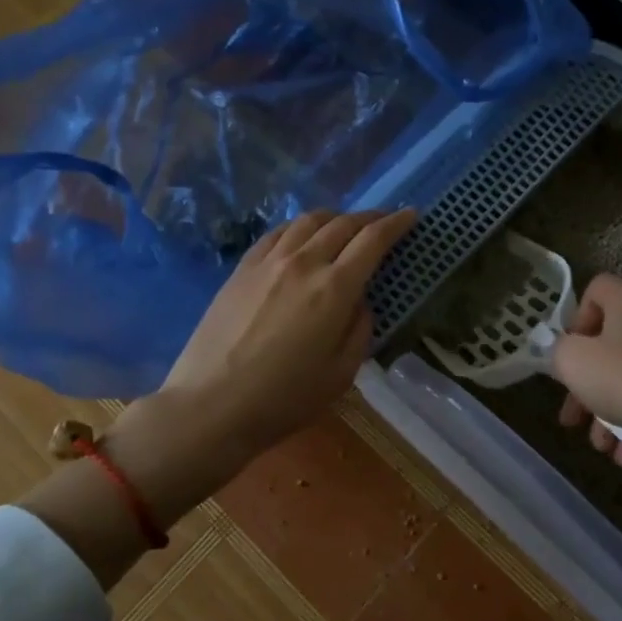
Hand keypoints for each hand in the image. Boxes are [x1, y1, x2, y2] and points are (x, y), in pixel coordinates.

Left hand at [162, 207, 416, 457]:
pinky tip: (301, 237)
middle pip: (342, 224)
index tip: (410, 215)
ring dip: (334, 217)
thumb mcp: (341, 373)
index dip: (395, 224)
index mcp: (334, 288)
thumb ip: (359, 329)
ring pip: (307, 221)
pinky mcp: (242, 269)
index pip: (372, 240)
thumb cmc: (284, 399)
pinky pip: (276, 233)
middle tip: (384, 220)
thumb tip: (359, 301)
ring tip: (344, 225)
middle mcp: (303, 263)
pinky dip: (298, 227)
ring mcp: (268, 262)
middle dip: (369, 217)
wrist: (211, 405)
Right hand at [550, 274, 621, 466]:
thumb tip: (570, 353)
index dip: (575, 320)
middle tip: (574, 419)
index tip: (568, 355)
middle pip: (611, 343)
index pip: (595, 290)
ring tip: (603, 447)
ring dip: (610, 411)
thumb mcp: (572, 361)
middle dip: (587, 386)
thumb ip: (560, 351)